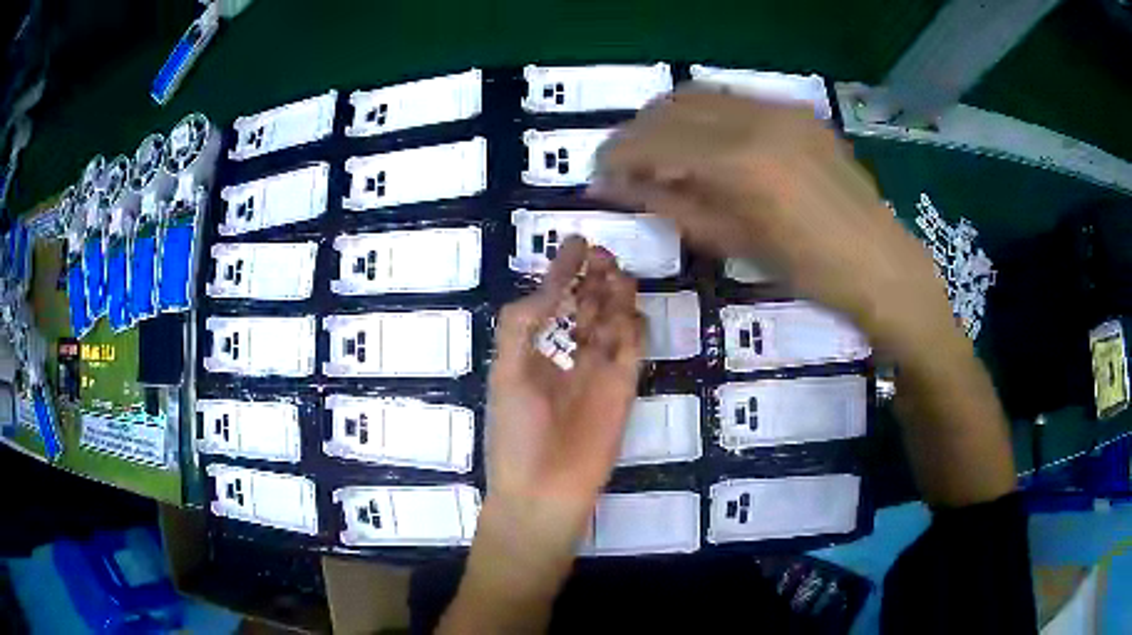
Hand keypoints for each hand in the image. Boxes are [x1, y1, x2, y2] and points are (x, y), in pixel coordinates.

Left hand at [486, 236, 643, 542]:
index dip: (563, 271)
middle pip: (587, 306)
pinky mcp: (624, 389)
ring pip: (612, 322)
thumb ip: (521, 326)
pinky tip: (629, 310)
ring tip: (617, 272)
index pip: (553, 300)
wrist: (543, 490)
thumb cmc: (515, 433)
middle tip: (603, 254)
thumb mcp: (506, 373)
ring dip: (615, 297)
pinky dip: (633, 328)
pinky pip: (633, 350)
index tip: (576, 241)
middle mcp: (568, 356)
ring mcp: (598, 373)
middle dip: (594, 278)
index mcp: (535, 351)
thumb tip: (545, 289)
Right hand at [590, 88, 954, 356]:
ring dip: (668, 117)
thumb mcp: (731, 242)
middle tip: (624, 162)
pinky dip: (705, 115)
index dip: (617, 154)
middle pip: (671, 107)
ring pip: (701, 94)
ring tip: (658, 150)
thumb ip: (668, 204)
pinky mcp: (798, 109)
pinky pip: (734, 99)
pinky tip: (705, 142)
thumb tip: (615, 186)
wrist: (879, 262)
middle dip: (637, 131)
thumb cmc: (806, 270)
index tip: (598, 172)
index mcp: (739, 161)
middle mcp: (756, 118)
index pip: (654, 141)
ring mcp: (781, 108)